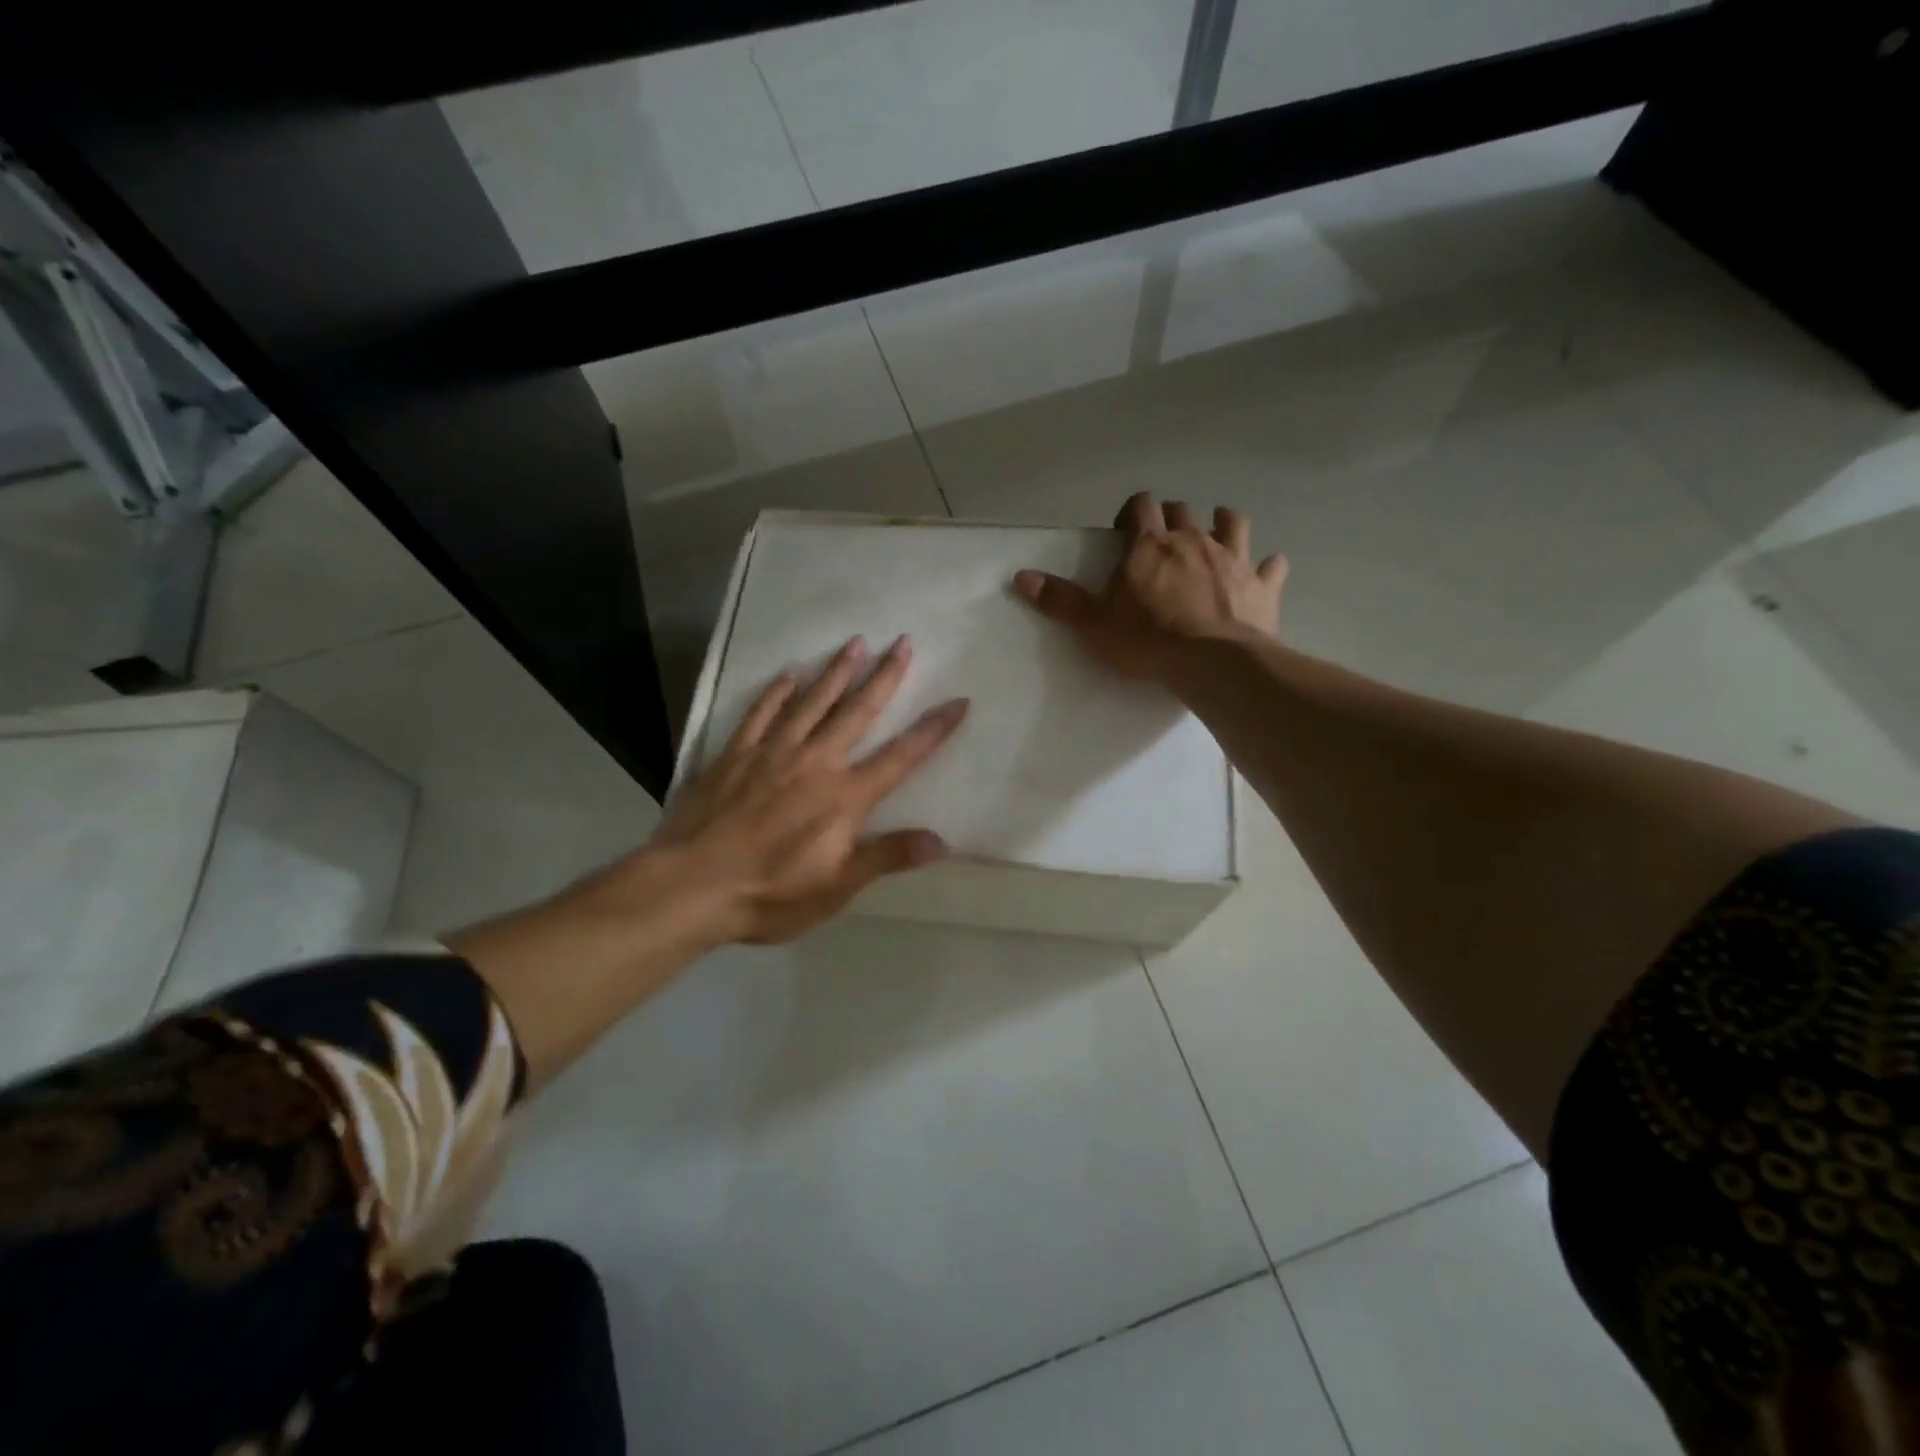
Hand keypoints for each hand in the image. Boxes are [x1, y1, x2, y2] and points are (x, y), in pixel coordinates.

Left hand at [652, 634, 968, 943]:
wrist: (691, 886)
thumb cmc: (771, 893)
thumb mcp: (838, 886)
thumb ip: (887, 856)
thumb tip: (942, 841)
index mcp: (845, 796)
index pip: (901, 757)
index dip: (933, 730)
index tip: (958, 701)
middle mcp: (816, 763)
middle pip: (857, 713)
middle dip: (884, 677)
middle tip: (903, 643)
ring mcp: (773, 753)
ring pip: (812, 702)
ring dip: (837, 672)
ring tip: (856, 643)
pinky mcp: (736, 754)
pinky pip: (761, 712)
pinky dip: (778, 691)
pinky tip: (790, 672)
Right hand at [1012, 492, 1286, 680]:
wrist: (1211, 663)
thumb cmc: (1147, 641)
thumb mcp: (1093, 624)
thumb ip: (1060, 600)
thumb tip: (1020, 576)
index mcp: (1150, 545)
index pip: (1141, 506)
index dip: (1132, 512)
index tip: (1124, 530)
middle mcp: (1193, 540)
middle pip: (1183, 511)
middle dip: (1172, 518)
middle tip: (1163, 541)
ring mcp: (1233, 559)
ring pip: (1232, 523)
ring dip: (1223, 524)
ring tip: (1216, 534)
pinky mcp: (1262, 586)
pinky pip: (1271, 566)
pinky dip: (1268, 566)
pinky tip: (1266, 570)